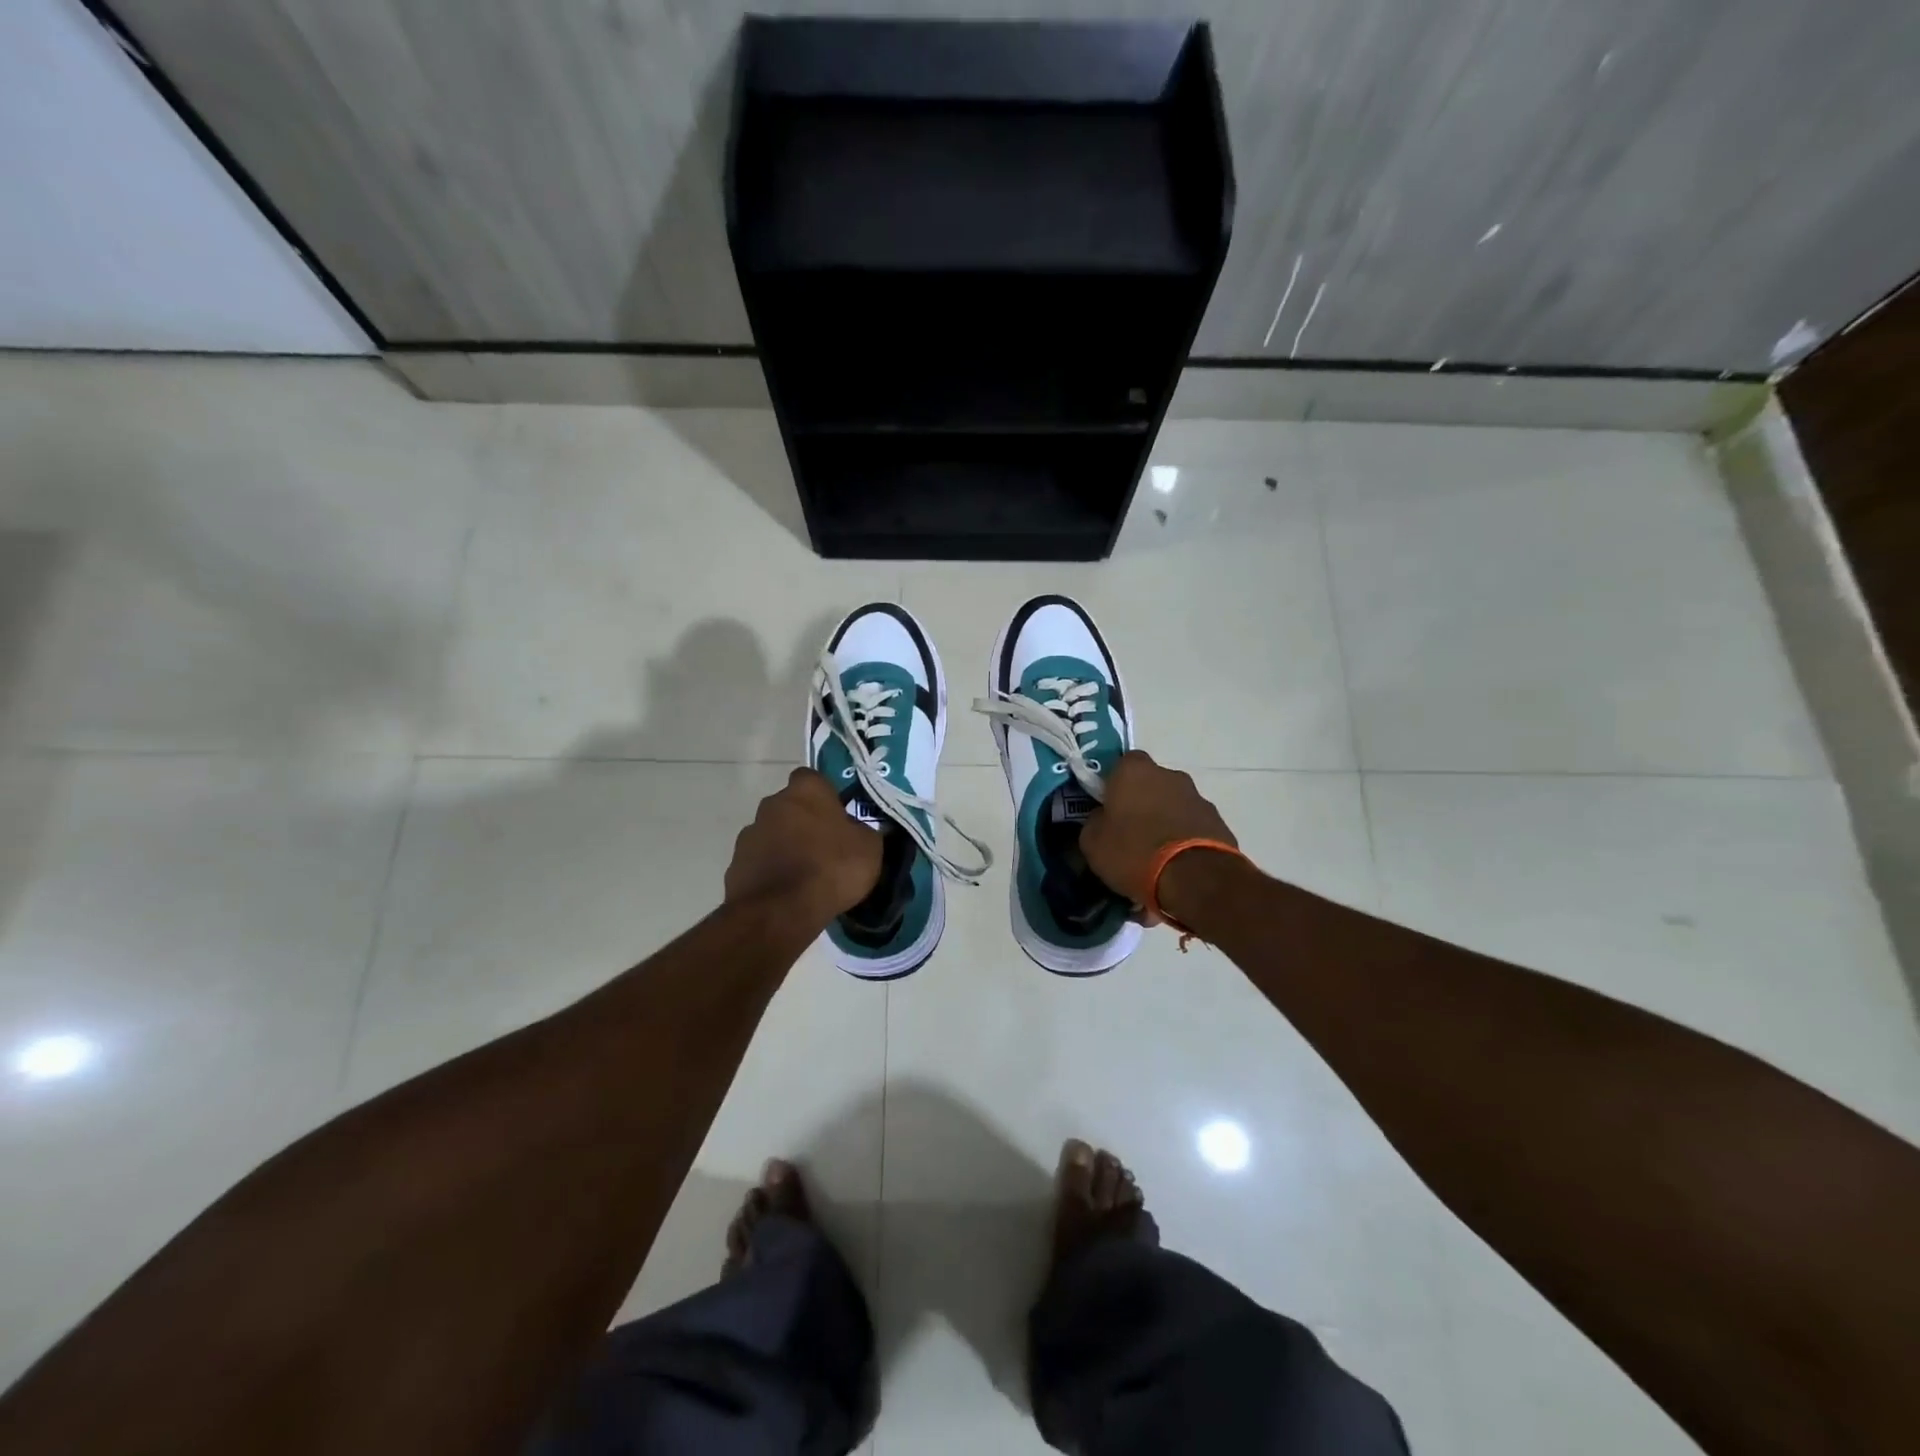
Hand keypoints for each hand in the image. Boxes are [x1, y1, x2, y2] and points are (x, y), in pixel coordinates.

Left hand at [725, 768, 881, 923]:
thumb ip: (864, 832)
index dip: (826, 796)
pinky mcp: (736, 864)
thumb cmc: (831, 868)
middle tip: (825, 846)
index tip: (838, 816)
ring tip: (806, 874)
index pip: (813, 779)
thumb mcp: (869, 849)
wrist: (780, 912)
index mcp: (805, 790)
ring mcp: (750, 833)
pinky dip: (771, 871)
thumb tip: (859, 831)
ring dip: (786, 846)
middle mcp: (772, 803)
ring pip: (773, 833)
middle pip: (791, 806)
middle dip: (804, 821)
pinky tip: (787, 892)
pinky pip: (760, 861)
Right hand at [1081, 751, 1237, 918]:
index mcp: (1134, 771)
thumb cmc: (1134, 852)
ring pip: (1173, 806)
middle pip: (1150, 785)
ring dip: (1164, 822)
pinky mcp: (1218, 822)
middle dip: (1142, 804)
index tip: (1108, 807)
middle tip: (1130, 833)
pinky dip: (1184, 839)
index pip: (1121, 764)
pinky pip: (1192, 827)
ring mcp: (1197, 798)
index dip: (1114, 784)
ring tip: (1155, 856)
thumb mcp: (1093, 843)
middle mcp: (1169, 775)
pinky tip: (1176, 866)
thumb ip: (1095, 823)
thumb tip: (1103, 819)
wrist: (1195, 879)